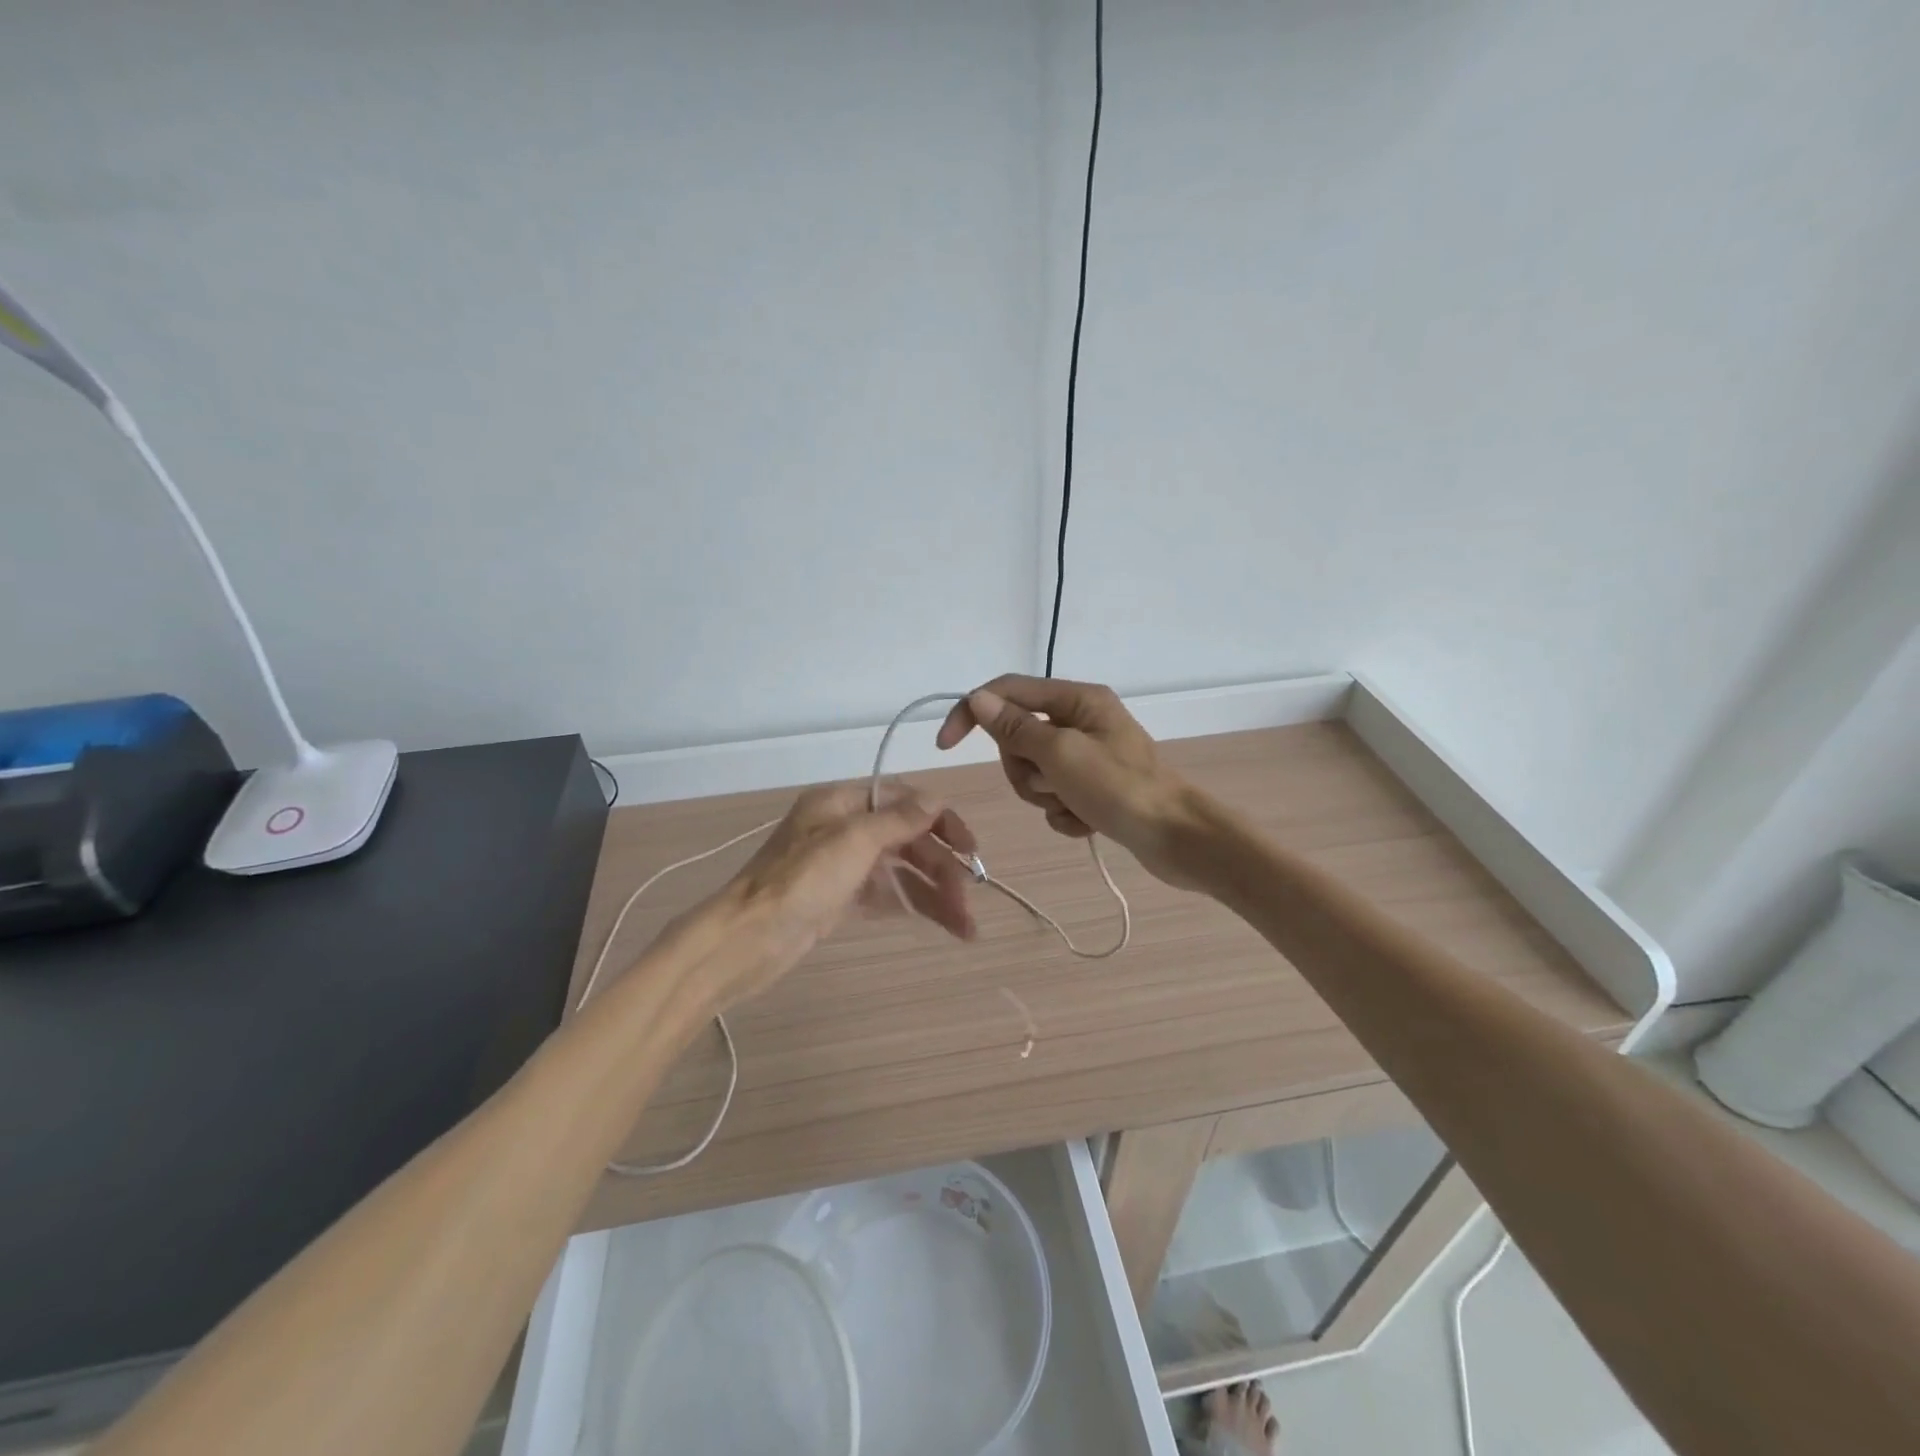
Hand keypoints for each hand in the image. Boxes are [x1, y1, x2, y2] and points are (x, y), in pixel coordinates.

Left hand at [701, 782, 978, 1006]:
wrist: (746, 940)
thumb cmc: (800, 880)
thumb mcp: (852, 841)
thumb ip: (897, 820)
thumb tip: (935, 799)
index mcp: (841, 803)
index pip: (902, 799)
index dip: (940, 820)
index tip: (970, 846)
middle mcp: (844, 829)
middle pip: (906, 840)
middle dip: (941, 868)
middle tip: (969, 899)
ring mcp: (843, 866)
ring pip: (901, 872)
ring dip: (935, 894)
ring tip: (967, 927)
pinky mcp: (841, 900)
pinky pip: (887, 896)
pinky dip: (914, 906)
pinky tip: (944, 924)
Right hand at [936, 675, 1204, 889]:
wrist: (1177, 839)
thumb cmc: (1120, 789)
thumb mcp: (1060, 754)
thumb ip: (1016, 726)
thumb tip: (978, 698)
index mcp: (1077, 699)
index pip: (1007, 692)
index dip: (972, 712)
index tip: (946, 745)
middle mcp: (1081, 720)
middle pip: (1018, 737)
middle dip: (1024, 768)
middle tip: (1050, 784)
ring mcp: (1088, 756)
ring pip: (1033, 771)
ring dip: (1045, 795)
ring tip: (1074, 806)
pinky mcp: (1094, 788)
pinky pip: (1055, 797)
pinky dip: (1064, 813)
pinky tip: (1088, 823)